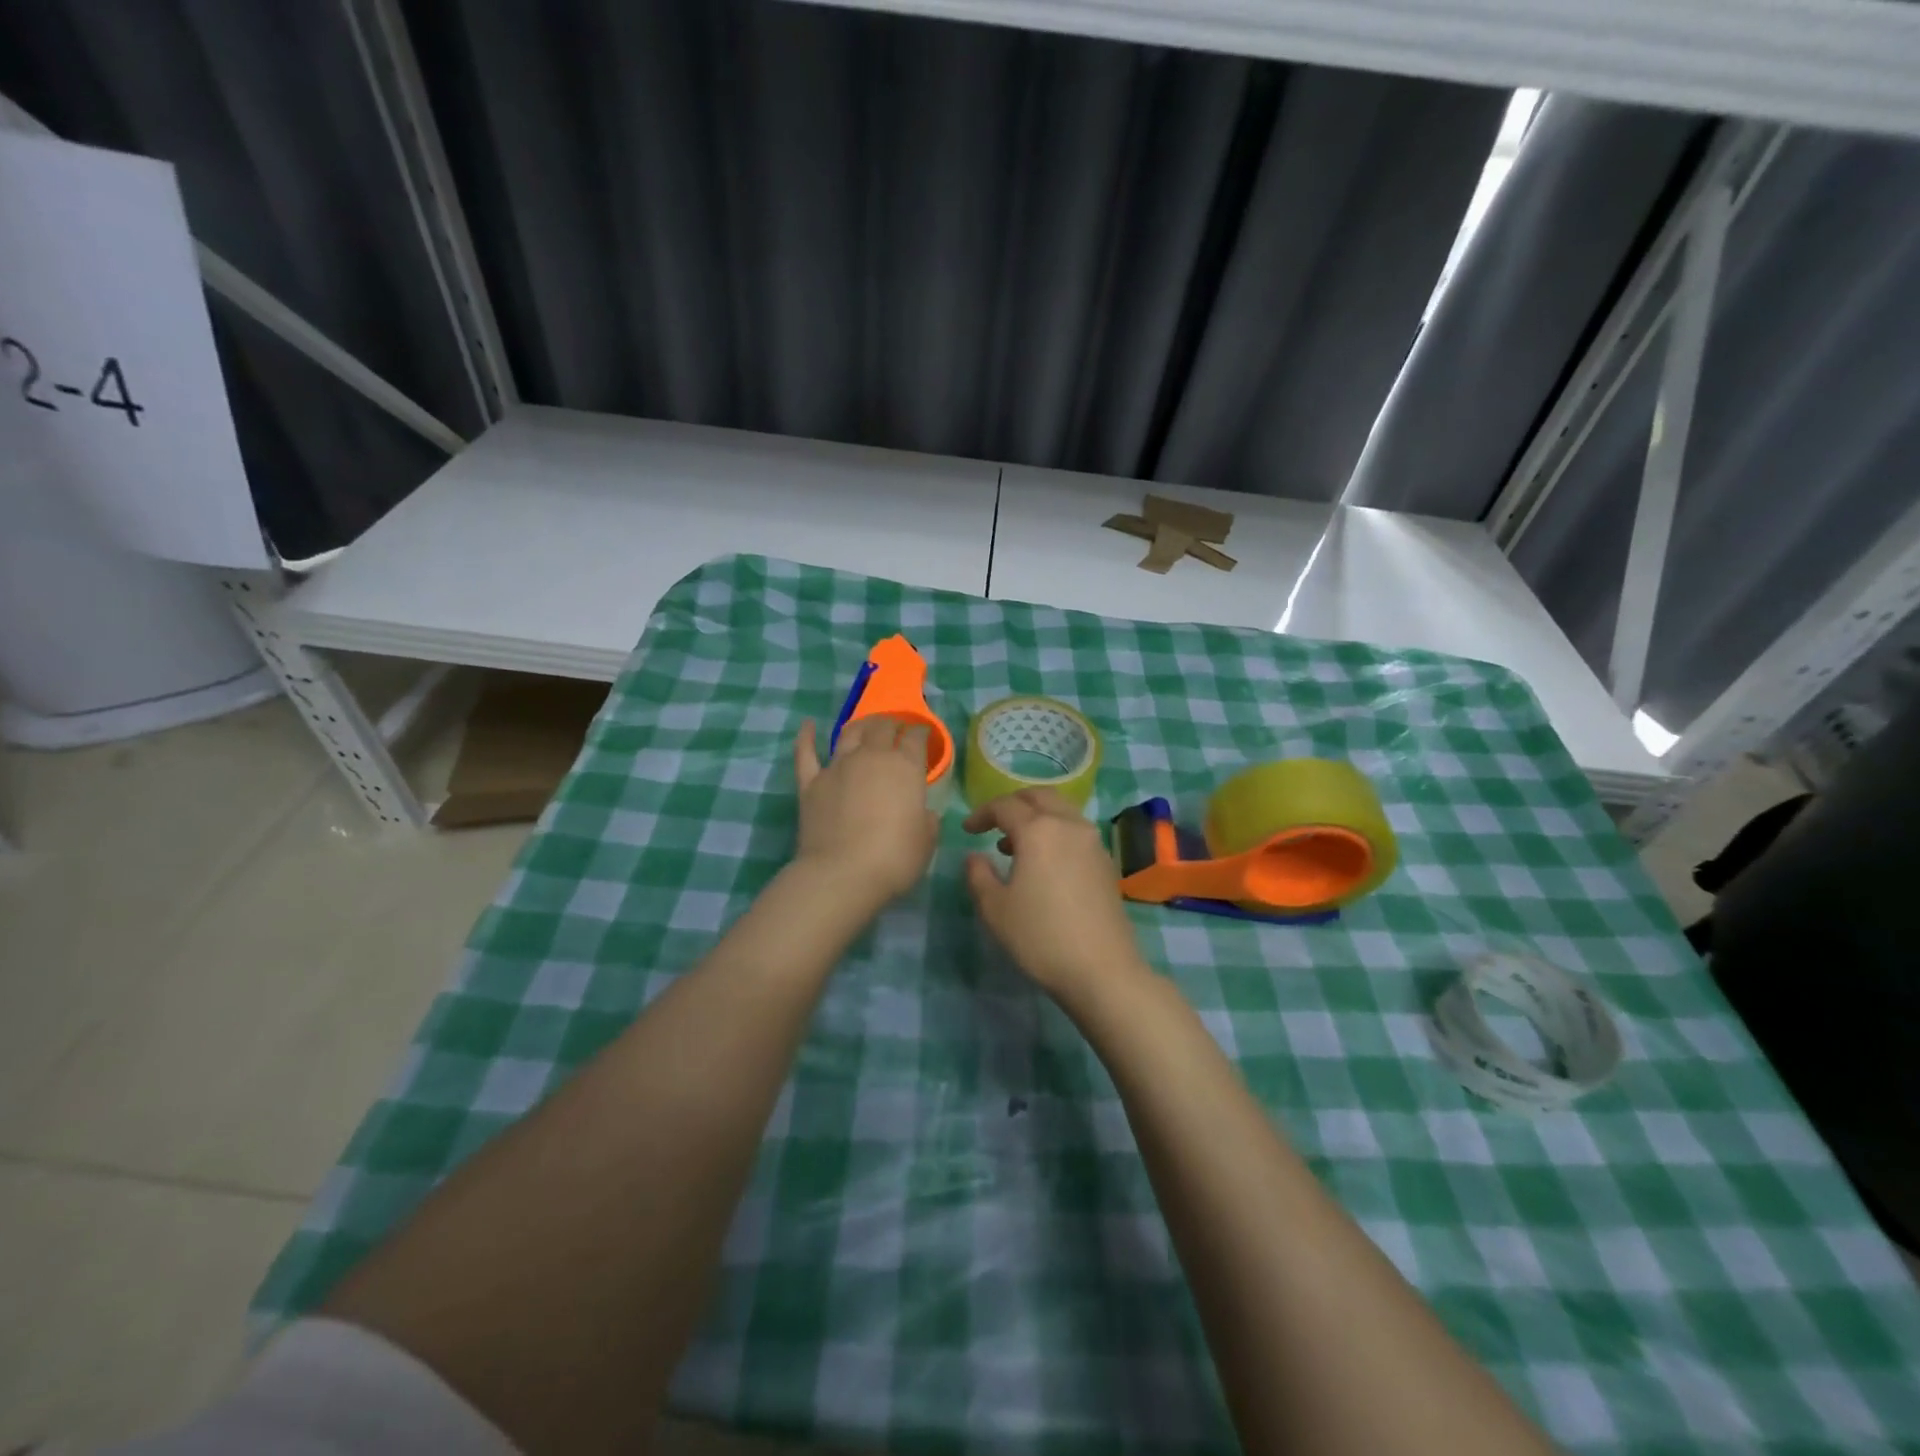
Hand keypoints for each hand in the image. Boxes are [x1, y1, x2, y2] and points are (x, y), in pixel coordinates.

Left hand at [792, 716, 938, 913]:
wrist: (842, 875)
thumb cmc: (894, 859)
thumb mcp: (926, 842)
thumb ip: (926, 821)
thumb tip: (922, 813)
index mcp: (905, 767)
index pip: (915, 738)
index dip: (920, 734)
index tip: (923, 736)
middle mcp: (871, 757)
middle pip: (882, 727)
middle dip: (892, 724)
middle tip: (895, 729)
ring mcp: (837, 767)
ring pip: (849, 733)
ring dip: (860, 725)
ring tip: (865, 726)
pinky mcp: (810, 783)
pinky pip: (806, 753)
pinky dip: (806, 737)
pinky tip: (808, 726)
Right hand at [963, 788, 1148, 1000]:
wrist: (1102, 969)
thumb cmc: (1041, 937)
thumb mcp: (995, 909)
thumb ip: (979, 875)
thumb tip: (975, 856)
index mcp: (1038, 830)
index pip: (1005, 806)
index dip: (982, 814)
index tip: (967, 831)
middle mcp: (1069, 825)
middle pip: (1039, 797)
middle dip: (1013, 804)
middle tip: (993, 823)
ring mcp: (1093, 842)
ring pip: (1062, 811)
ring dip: (1037, 817)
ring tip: (1015, 846)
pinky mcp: (1106, 862)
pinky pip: (1076, 831)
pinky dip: (1056, 832)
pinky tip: (1044, 864)